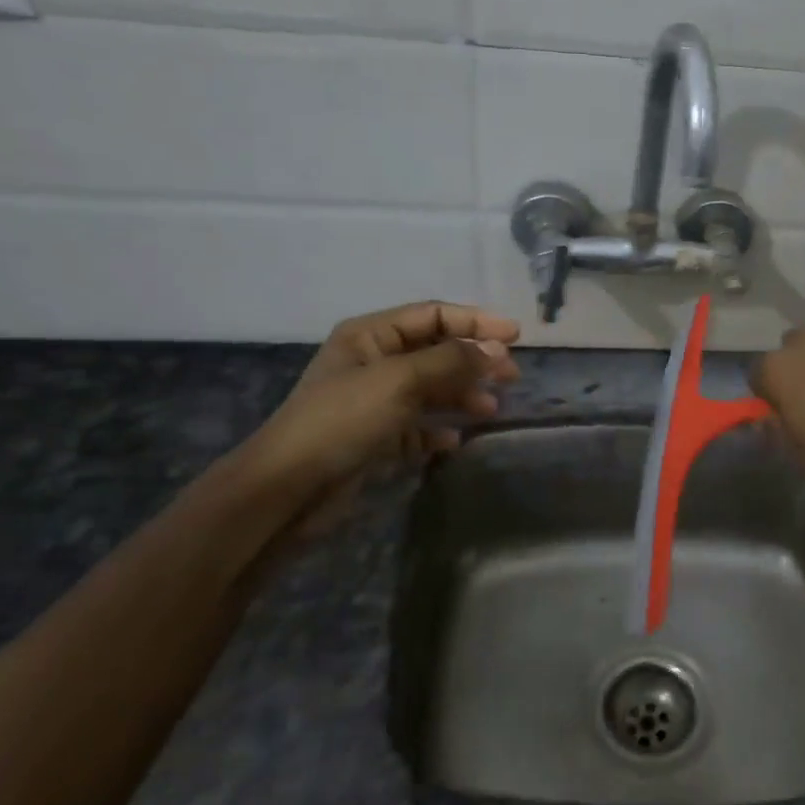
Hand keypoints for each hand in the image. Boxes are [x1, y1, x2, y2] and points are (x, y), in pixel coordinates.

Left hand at [242, 302, 519, 534]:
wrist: (289, 489)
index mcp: (369, 336)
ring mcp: (373, 402)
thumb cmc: (343, 420)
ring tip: (491, 409)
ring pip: (430, 390)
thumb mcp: (399, 380)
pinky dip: (438, 429)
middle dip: (474, 361)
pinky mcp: (375, 439)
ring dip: (462, 395)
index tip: (515, 336)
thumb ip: (451, 360)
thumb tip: (496, 349)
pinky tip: (456, 439)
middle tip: (512, 376)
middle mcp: (373, 363)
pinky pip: (417, 427)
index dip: (475, 322)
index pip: (432, 315)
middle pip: (435, 352)